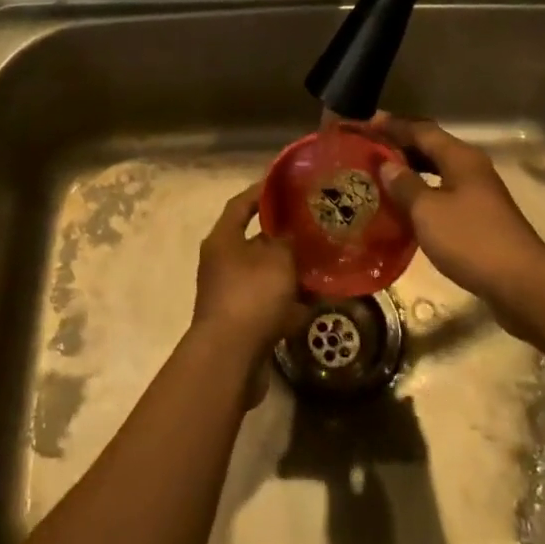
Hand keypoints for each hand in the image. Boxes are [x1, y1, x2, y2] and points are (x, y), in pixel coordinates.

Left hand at [191, 185, 306, 368]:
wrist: (230, 359)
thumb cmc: (251, 296)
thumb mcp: (277, 260)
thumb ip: (288, 241)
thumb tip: (293, 232)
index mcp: (223, 240)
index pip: (241, 204)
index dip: (262, 192)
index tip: (286, 184)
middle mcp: (223, 262)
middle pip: (255, 240)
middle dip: (284, 235)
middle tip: (313, 225)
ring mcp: (231, 293)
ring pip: (266, 273)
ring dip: (290, 270)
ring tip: (322, 261)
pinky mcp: (243, 321)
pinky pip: (270, 302)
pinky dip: (290, 301)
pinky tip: (316, 300)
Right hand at [375, 114, 544, 319]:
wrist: (522, 284)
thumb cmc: (471, 240)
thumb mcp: (428, 211)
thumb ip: (404, 185)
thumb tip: (387, 165)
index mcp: (460, 157)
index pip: (421, 130)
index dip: (393, 126)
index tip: (366, 123)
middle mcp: (471, 168)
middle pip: (431, 147)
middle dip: (400, 146)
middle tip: (368, 149)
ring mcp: (479, 193)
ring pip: (438, 171)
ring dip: (411, 171)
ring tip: (380, 176)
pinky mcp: (481, 218)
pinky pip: (444, 194)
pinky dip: (423, 193)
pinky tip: (405, 207)